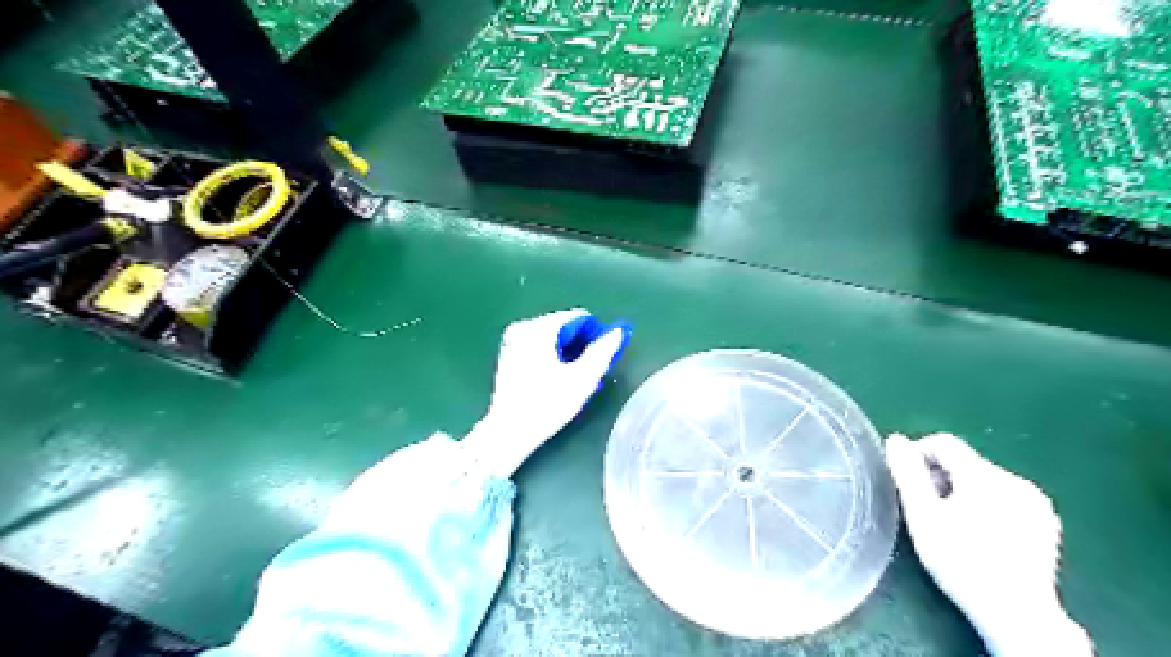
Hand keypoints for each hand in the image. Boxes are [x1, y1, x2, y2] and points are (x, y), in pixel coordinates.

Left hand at [464, 307, 630, 476]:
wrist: (509, 432)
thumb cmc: (547, 404)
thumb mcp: (582, 379)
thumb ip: (602, 351)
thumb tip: (617, 331)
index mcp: (539, 328)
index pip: (578, 317)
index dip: (595, 334)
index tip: (601, 357)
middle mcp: (523, 327)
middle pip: (564, 326)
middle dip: (579, 344)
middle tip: (587, 371)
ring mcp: (512, 341)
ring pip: (552, 337)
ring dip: (566, 352)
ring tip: (572, 377)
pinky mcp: (508, 355)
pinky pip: (538, 346)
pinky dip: (551, 356)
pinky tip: (554, 379)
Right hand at [884, 434, 1093, 654]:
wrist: (1017, 614)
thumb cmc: (960, 561)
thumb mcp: (923, 515)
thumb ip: (907, 473)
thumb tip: (896, 440)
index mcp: (984, 475)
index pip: (943, 443)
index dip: (918, 455)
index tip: (906, 482)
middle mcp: (1015, 481)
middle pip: (964, 462)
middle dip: (939, 478)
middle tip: (925, 509)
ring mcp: (1035, 503)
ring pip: (984, 480)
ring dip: (961, 492)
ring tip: (951, 524)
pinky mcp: (1046, 523)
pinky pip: (1005, 498)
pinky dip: (986, 506)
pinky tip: (980, 534)